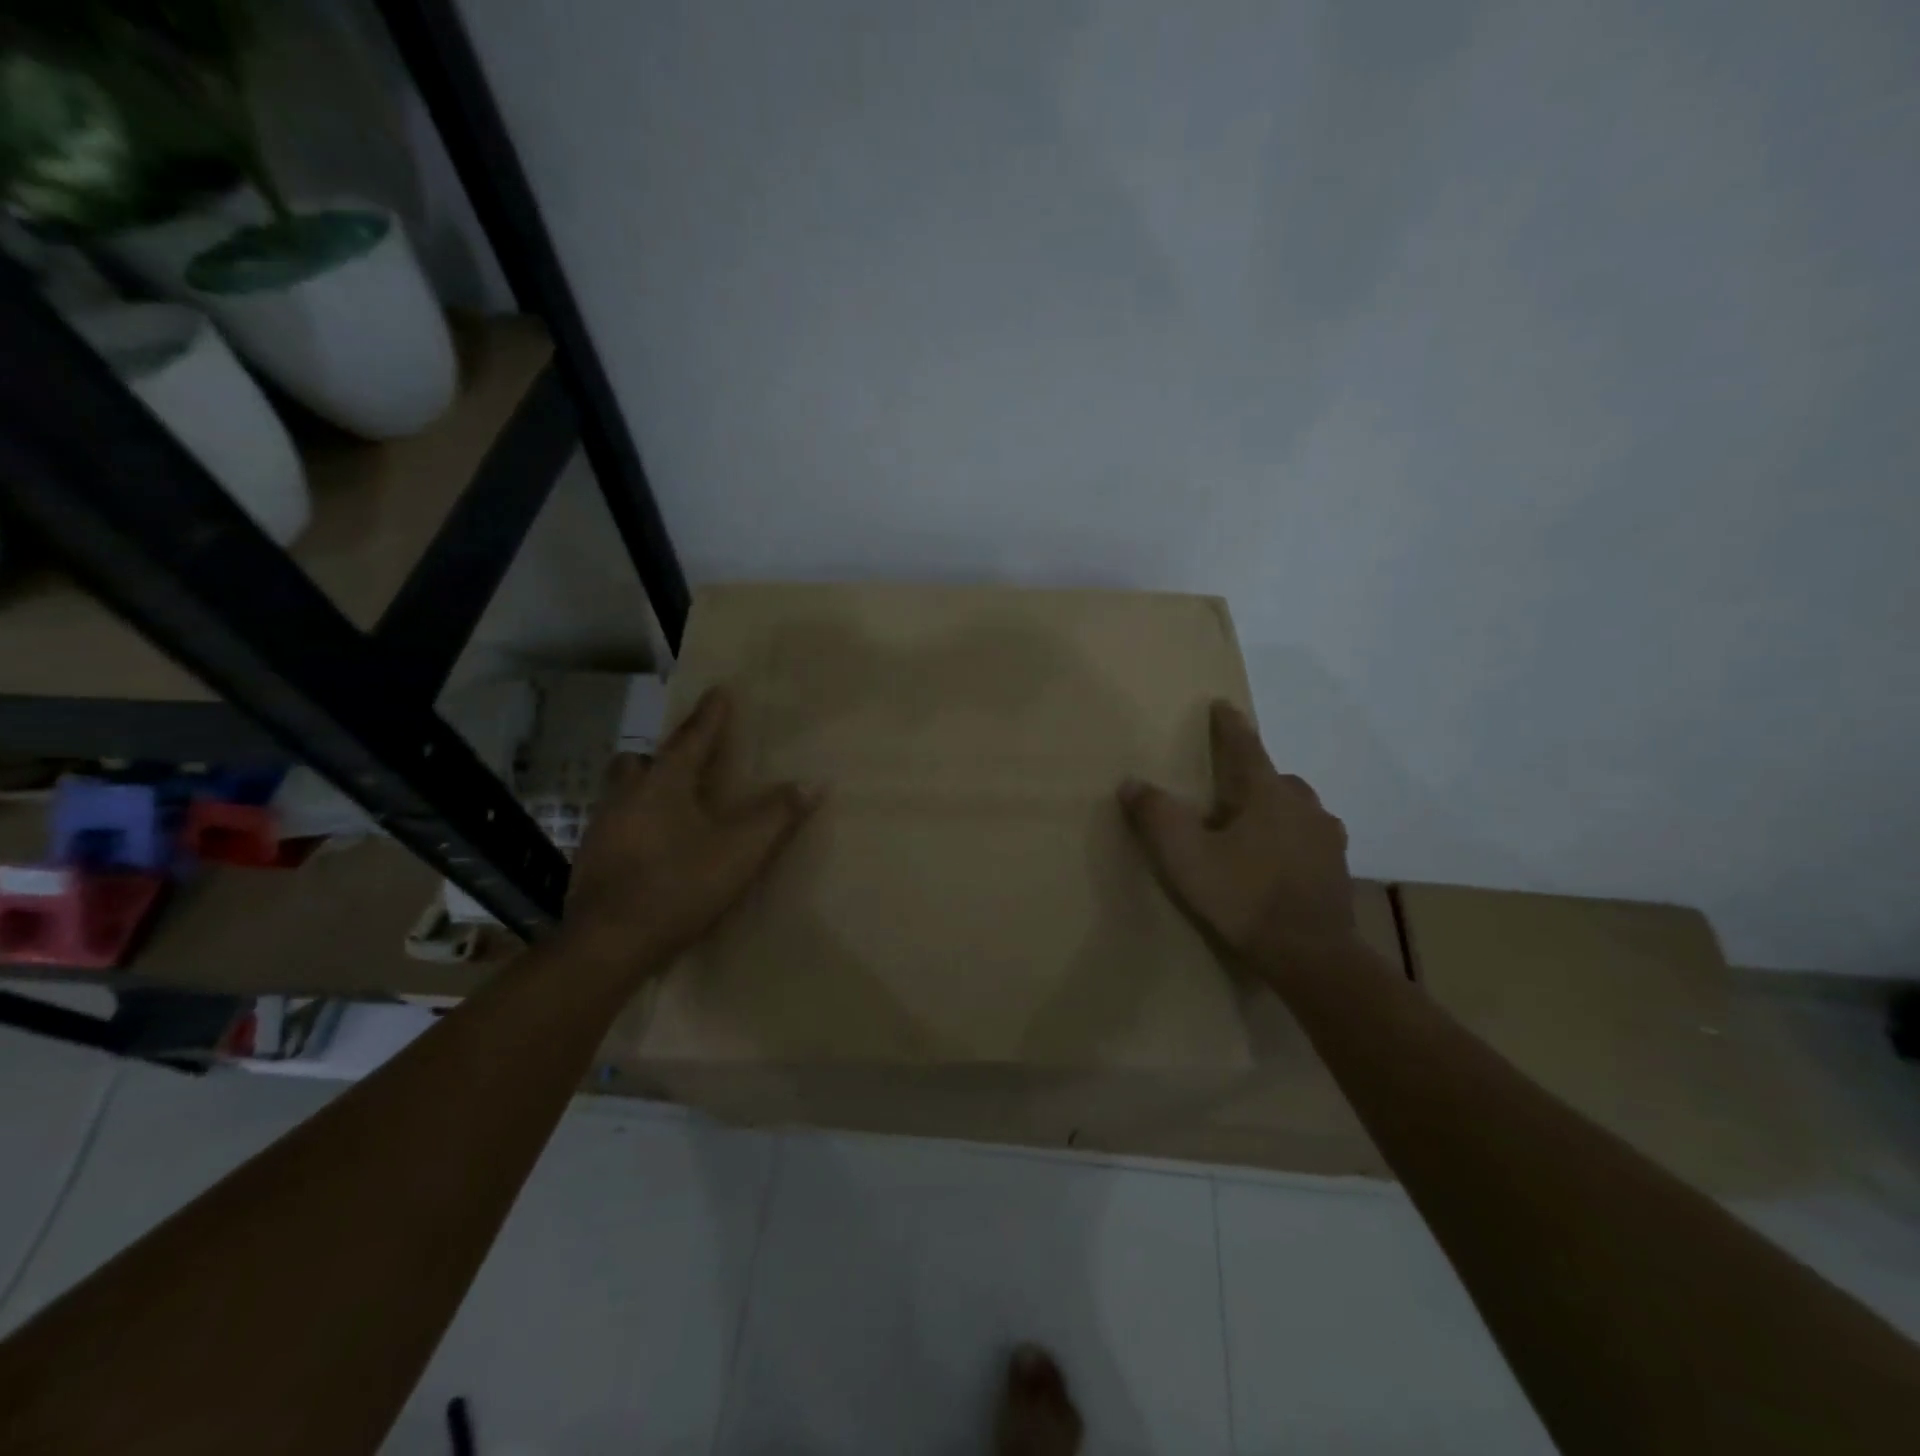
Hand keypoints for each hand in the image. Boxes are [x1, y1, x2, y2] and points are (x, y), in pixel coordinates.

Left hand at [562, 686, 817, 975]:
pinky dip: (635, 826)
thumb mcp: (741, 851)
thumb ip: (777, 815)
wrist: (608, 944)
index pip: (693, 737)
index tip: (720, 690)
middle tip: (687, 765)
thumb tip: (812, 782)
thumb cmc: (678, 885)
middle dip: (663, 756)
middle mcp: (627, 796)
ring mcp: (602, 828)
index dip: (711, 715)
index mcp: (664, 783)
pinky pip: (616, 826)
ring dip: (645, 791)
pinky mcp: (590, 861)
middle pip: (640, 761)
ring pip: (622, 793)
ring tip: (672, 810)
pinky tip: (652, 850)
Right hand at [1119, 700, 1357, 979]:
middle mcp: (1302, 805)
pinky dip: (1290, 838)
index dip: (1229, 726)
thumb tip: (1132, 783)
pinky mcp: (1336, 869)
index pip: (1245, 747)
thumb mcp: (1185, 857)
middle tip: (1227, 790)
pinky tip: (1276, 862)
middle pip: (1274, 778)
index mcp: (1265, 794)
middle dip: (1251, 776)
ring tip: (1250, 829)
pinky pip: (1309, 838)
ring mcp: (1326, 837)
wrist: (1311, 955)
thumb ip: (1156, 816)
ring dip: (1274, 809)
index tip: (1222, 705)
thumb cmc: (1243, 897)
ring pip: (1296, 808)